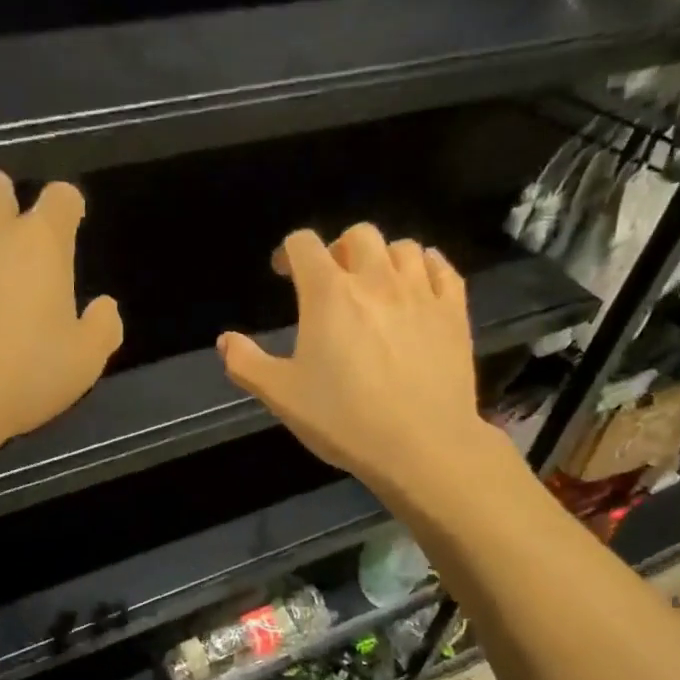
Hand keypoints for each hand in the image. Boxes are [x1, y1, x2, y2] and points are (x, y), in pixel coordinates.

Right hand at [217, 225, 492, 496]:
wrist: (421, 445)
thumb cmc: (343, 420)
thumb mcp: (282, 397)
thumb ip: (247, 364)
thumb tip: (225, 340)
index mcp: (328, 294)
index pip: (304, 244)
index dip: (290, 253)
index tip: (285, 274)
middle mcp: (375, 279)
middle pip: (358, 235)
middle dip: (339, 250)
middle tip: (332, 281)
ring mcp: (420, 292)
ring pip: (402, 247)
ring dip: (383, 258)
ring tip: (376, 286)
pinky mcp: (454, 311)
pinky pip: (441, 268)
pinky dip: (425, 267)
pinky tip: (418, 285)